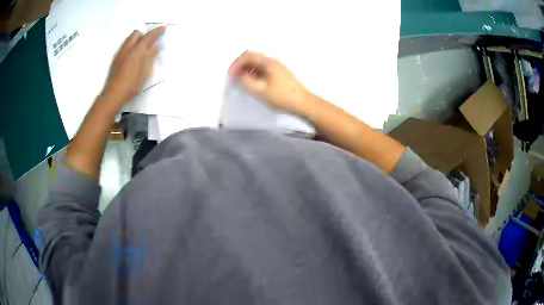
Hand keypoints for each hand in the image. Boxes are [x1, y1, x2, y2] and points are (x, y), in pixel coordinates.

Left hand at [102, 27, 165, 105]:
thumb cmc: (131, 85)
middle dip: (144, 34)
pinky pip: (125, 47)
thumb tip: (155, 46)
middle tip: (150, 41)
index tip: (164, 27)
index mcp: (136, 51)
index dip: (157, 31)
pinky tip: (133, 58)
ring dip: (137, 41)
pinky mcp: (115, 61)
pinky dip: (131, 47)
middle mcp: (127, 49)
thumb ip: (150, 57)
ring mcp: (120, 55)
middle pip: (136, 34)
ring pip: (129, 40)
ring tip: (142, 50)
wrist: (113, 96)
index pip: (149, 36)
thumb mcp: (144, 72)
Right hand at [228, 51, 311, 112]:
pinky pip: (263, 69)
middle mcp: (273, 62)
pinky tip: (253, 83)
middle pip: (252, 57)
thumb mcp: (261, 91)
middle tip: (234, 75)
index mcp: (269, 63)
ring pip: (258, 64)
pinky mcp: (279, 74)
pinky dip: (254, 73)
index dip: (236, 64)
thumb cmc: (284, 97)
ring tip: (242, 81)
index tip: (231, 74)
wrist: (303, 103)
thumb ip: (247, 82)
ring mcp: (277, 67)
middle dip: (241, 65)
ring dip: (247, 69)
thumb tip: (239, 75)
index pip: (248, 56)